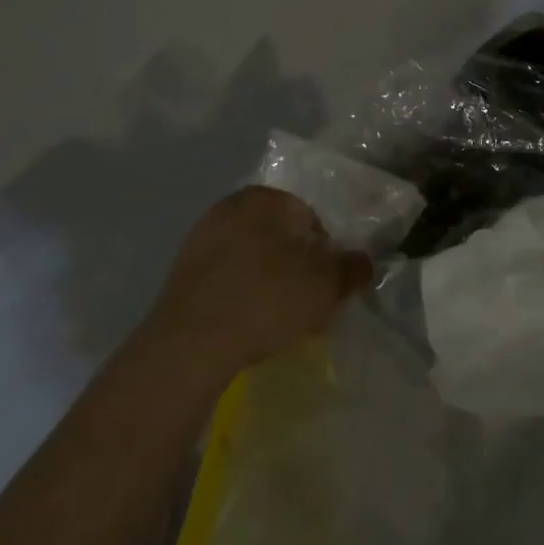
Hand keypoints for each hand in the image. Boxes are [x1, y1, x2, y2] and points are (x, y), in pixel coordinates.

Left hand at [145, 186, 372, 376]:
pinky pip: (225, 278)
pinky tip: (246, 324)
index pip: (309, 217)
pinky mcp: (179, 275)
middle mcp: (229, 207)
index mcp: (265, 198)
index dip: (324, 252)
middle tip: (305, 300)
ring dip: (266, 280)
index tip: (325, 283)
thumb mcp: (326, 286)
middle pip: (278, 235)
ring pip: (250, 257)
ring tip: (276, 318)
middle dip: (294, 264)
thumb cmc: (266, 299)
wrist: (190, 346)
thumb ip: (352, 269)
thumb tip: (364, 262)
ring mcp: (199, 240)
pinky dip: (239, 294)